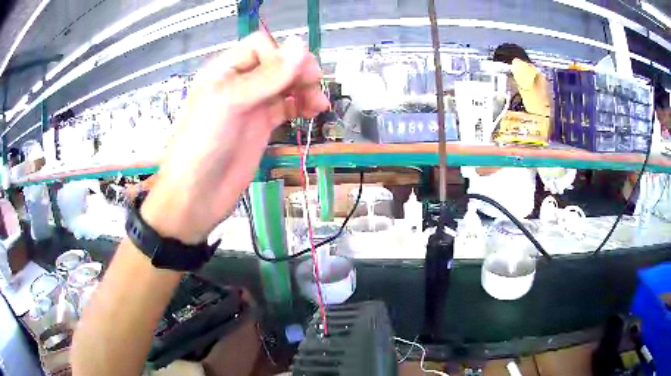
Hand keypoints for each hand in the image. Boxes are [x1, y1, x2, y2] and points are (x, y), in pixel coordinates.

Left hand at [141, 32, 328, 243]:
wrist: (196, 195)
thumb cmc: (203, 144)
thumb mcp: (230, 103)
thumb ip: (266, 77)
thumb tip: (301, 47)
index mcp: (225, 70)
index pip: (260, 46)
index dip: (280, 55)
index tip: (295, 74)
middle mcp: (239, 83)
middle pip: (276, 64)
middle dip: (298, 71)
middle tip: (315, 85)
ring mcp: (251, 105)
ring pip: (284, 85)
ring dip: (304, 89)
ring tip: (318, 104)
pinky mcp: (260, 126)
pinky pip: (285, 107)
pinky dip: (301, 106)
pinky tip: (312, 111)